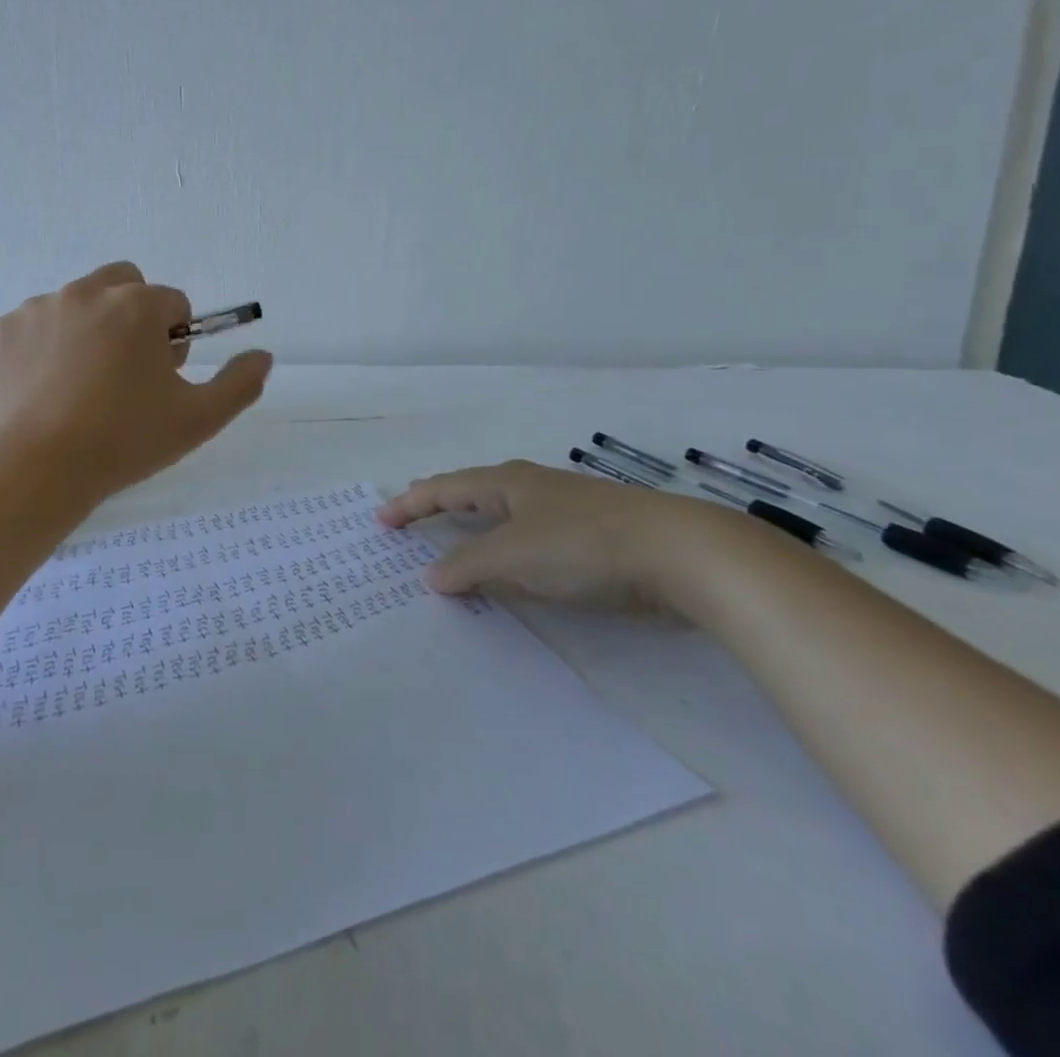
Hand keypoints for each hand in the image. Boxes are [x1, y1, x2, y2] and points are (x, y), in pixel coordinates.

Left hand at [0, 262, 273, 500]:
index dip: (174, 341)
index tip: (162, 378)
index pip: (173, 303)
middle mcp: (87, 291)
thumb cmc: (125, 440)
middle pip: (124, 285)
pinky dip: (45, 346)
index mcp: (138, 305)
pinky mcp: (2, 330)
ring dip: (89, 329)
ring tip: (81, 387)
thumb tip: (263, 355)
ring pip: (78, 303)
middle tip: (126, 372)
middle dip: (133, 316)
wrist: (37, 469)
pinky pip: (35, 325)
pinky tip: (45, 389)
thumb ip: (240, 383)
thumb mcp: (198, 419)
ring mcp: (39, 307)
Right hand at [376, 459, 752, 614]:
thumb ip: (468, 565)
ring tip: (451, 546)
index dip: (410, 504)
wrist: (679, 554)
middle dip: (439, 506)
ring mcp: (562, 514)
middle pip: (472, 494)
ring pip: (503, 521)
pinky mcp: (588, 541)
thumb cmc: (583, 543)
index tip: (380, 520)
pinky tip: (508, 574)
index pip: (444, 489)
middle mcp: (530, 490)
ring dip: (473, 534)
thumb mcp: (514, 553)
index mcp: (507, 482)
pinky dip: (505, 556)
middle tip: (409, 519)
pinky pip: (528, 545)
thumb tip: (432, 576)